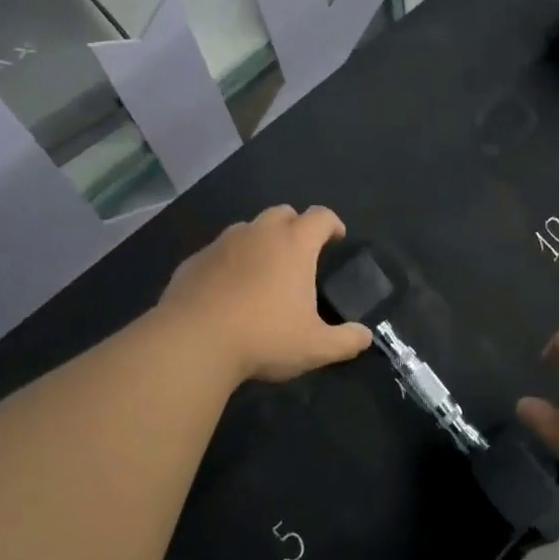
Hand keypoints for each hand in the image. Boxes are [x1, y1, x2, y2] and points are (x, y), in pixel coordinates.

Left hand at [157, 205, 372, 383]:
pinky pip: (219, 252)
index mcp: (294, 245)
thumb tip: (365, 336)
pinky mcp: (194, 260)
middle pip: (283, 212)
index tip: (337, 239)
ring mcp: (222, 244)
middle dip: (296, 226)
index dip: (333, 224)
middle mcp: (258, 233)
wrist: (193, 342)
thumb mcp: (316, 347)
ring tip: (264, 272)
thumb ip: (346, 340)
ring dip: (261, 241)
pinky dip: (230, 262)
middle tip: (300, 255)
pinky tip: (228, 290)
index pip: (320, 216)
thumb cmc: (264, 337)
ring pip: (248, 229)